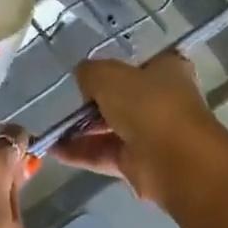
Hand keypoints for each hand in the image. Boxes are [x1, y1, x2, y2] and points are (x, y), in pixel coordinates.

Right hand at [54, 53, 227, 208]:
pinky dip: (82, 152)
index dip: (116, 67)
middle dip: (93, 102)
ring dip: (83, 129)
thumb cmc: (147, 106)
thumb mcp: (108, 76)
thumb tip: (84, 79)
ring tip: (52, 128)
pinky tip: (55, 149)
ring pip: (112, 128)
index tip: (91, 75)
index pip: (141, 64)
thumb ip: (90, 72)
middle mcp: (163, 100)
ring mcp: (152, 134)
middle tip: (67, 104)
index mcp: (167, 70)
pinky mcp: (140, 163)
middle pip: (123, 98)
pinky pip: (106, 153)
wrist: (174, 161)